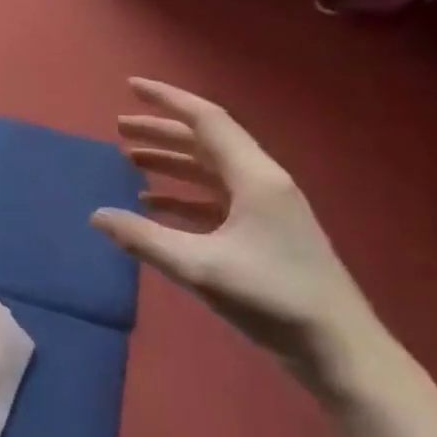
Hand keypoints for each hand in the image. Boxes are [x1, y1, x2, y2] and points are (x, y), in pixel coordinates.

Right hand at [90, 78, 388, 396]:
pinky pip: (215, 199)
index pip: (206, 120)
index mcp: (255, 177)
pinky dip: (183, 195)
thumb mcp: (200, 267)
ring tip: (130, 160)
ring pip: (209, 171)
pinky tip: (154, 204)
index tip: (130, 86)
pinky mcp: (264, 233)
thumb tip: (96, 215)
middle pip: (205, 142)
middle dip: (161, 132)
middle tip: (119, 129)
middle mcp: (262, 182)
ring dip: (171, 163)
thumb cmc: (273, 298)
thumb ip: (144, 238)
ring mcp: (265, 208)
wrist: (340, 350)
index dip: (167, 99)